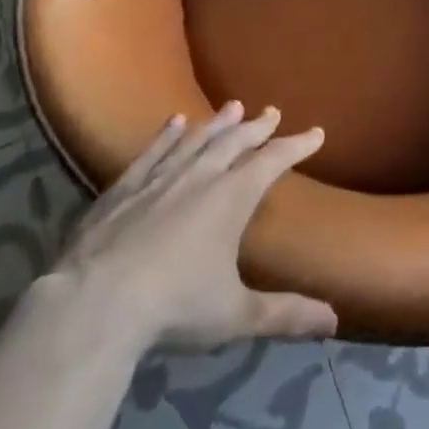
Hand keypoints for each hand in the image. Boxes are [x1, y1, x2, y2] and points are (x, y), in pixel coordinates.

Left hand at [47, 103, 336, 351]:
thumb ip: (285, 314)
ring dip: (217, 123)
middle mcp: (200, 176)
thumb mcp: (236, 315)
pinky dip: (166, 136)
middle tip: (272, 112)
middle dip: (257, 127)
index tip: (316, 132)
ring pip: (196, 140)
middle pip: (235, 142)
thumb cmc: (174, 307)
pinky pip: (151, 152)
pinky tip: (174, 122)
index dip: (297, 145)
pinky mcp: (122, 189)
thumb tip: (335, 321)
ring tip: (233, 107)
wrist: (94, 304)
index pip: (273, 161)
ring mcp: (159, 179)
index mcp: (232, 197)